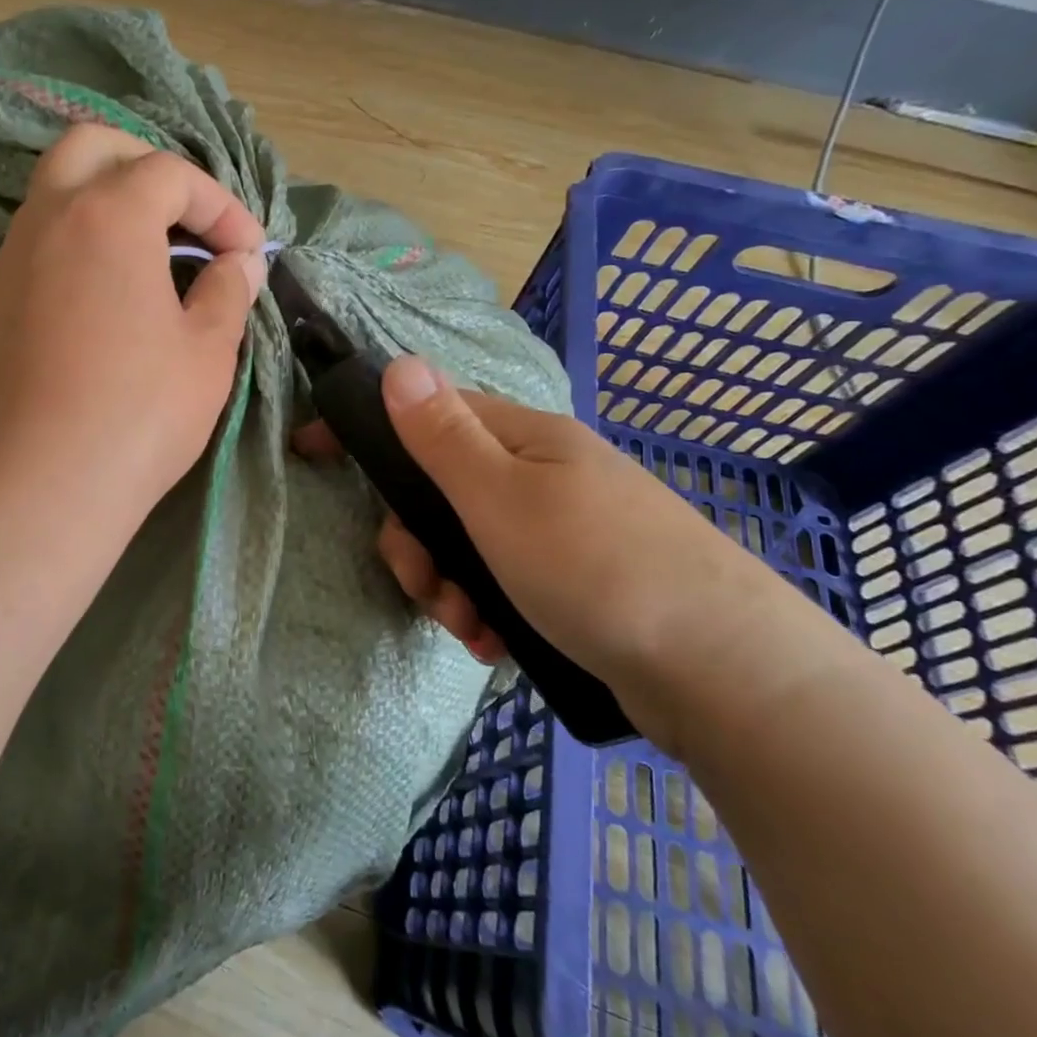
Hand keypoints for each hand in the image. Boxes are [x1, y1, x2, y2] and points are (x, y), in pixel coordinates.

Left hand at [0, 123, 266, 533]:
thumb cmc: (136, 415)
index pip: (171, 174)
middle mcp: (47, 218)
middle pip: (94, 148)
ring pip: (56, 192)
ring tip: (152, 258)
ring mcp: (9, 259)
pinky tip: (106, 298)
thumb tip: (239, 264)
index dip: (221, 206)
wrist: (35, 488)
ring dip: (109, 204)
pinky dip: (78, 243)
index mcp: (107, 215)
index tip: (247, 254)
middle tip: (187, 220)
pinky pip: (38, 242)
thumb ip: (227, 292)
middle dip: (150, 168)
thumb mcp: (206, 353)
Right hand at [299, 355, 787, 750]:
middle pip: (440, 490)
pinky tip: (495, 643)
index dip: (365, 430)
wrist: (726, 673)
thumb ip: (442, 435)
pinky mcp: (576, 579)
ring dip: (449, 585)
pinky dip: (486, 609)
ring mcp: (561, 527)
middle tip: (425, 584)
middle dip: (417, 541)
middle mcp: (539, 474)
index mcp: (522, 438)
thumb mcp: (501, 498)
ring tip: (469, 627)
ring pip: (467, 542)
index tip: (310, 451)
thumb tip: (400, 363)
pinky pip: (503, 581)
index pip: (423, 412)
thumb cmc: (597, 569)